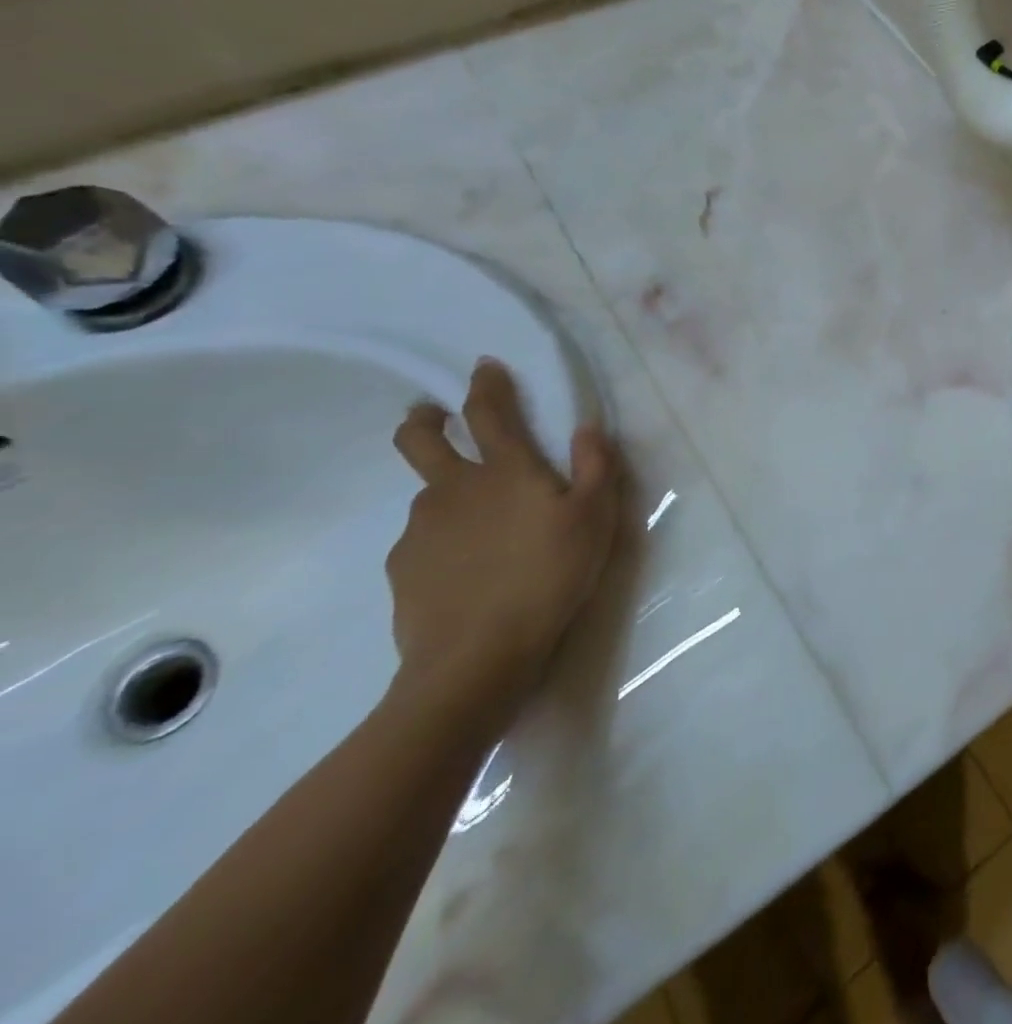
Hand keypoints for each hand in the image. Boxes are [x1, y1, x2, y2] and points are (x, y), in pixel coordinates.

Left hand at [387, 359, 622, 722]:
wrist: (477, 657)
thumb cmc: (549, 577)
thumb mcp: (596, 519)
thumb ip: (596, 467)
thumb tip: (588, 428)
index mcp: (504, 471)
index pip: (490, 412)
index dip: (487, 384)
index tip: (484, 366)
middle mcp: (453, 488)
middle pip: (420, 438)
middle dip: (425, 419)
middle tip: (434, 418)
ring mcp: (420, 528)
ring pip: (427, 495)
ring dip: (446, 494)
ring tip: (479, 528)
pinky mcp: (402, 568)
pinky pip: (422, 541)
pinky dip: (441, 542)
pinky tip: (464, 571)